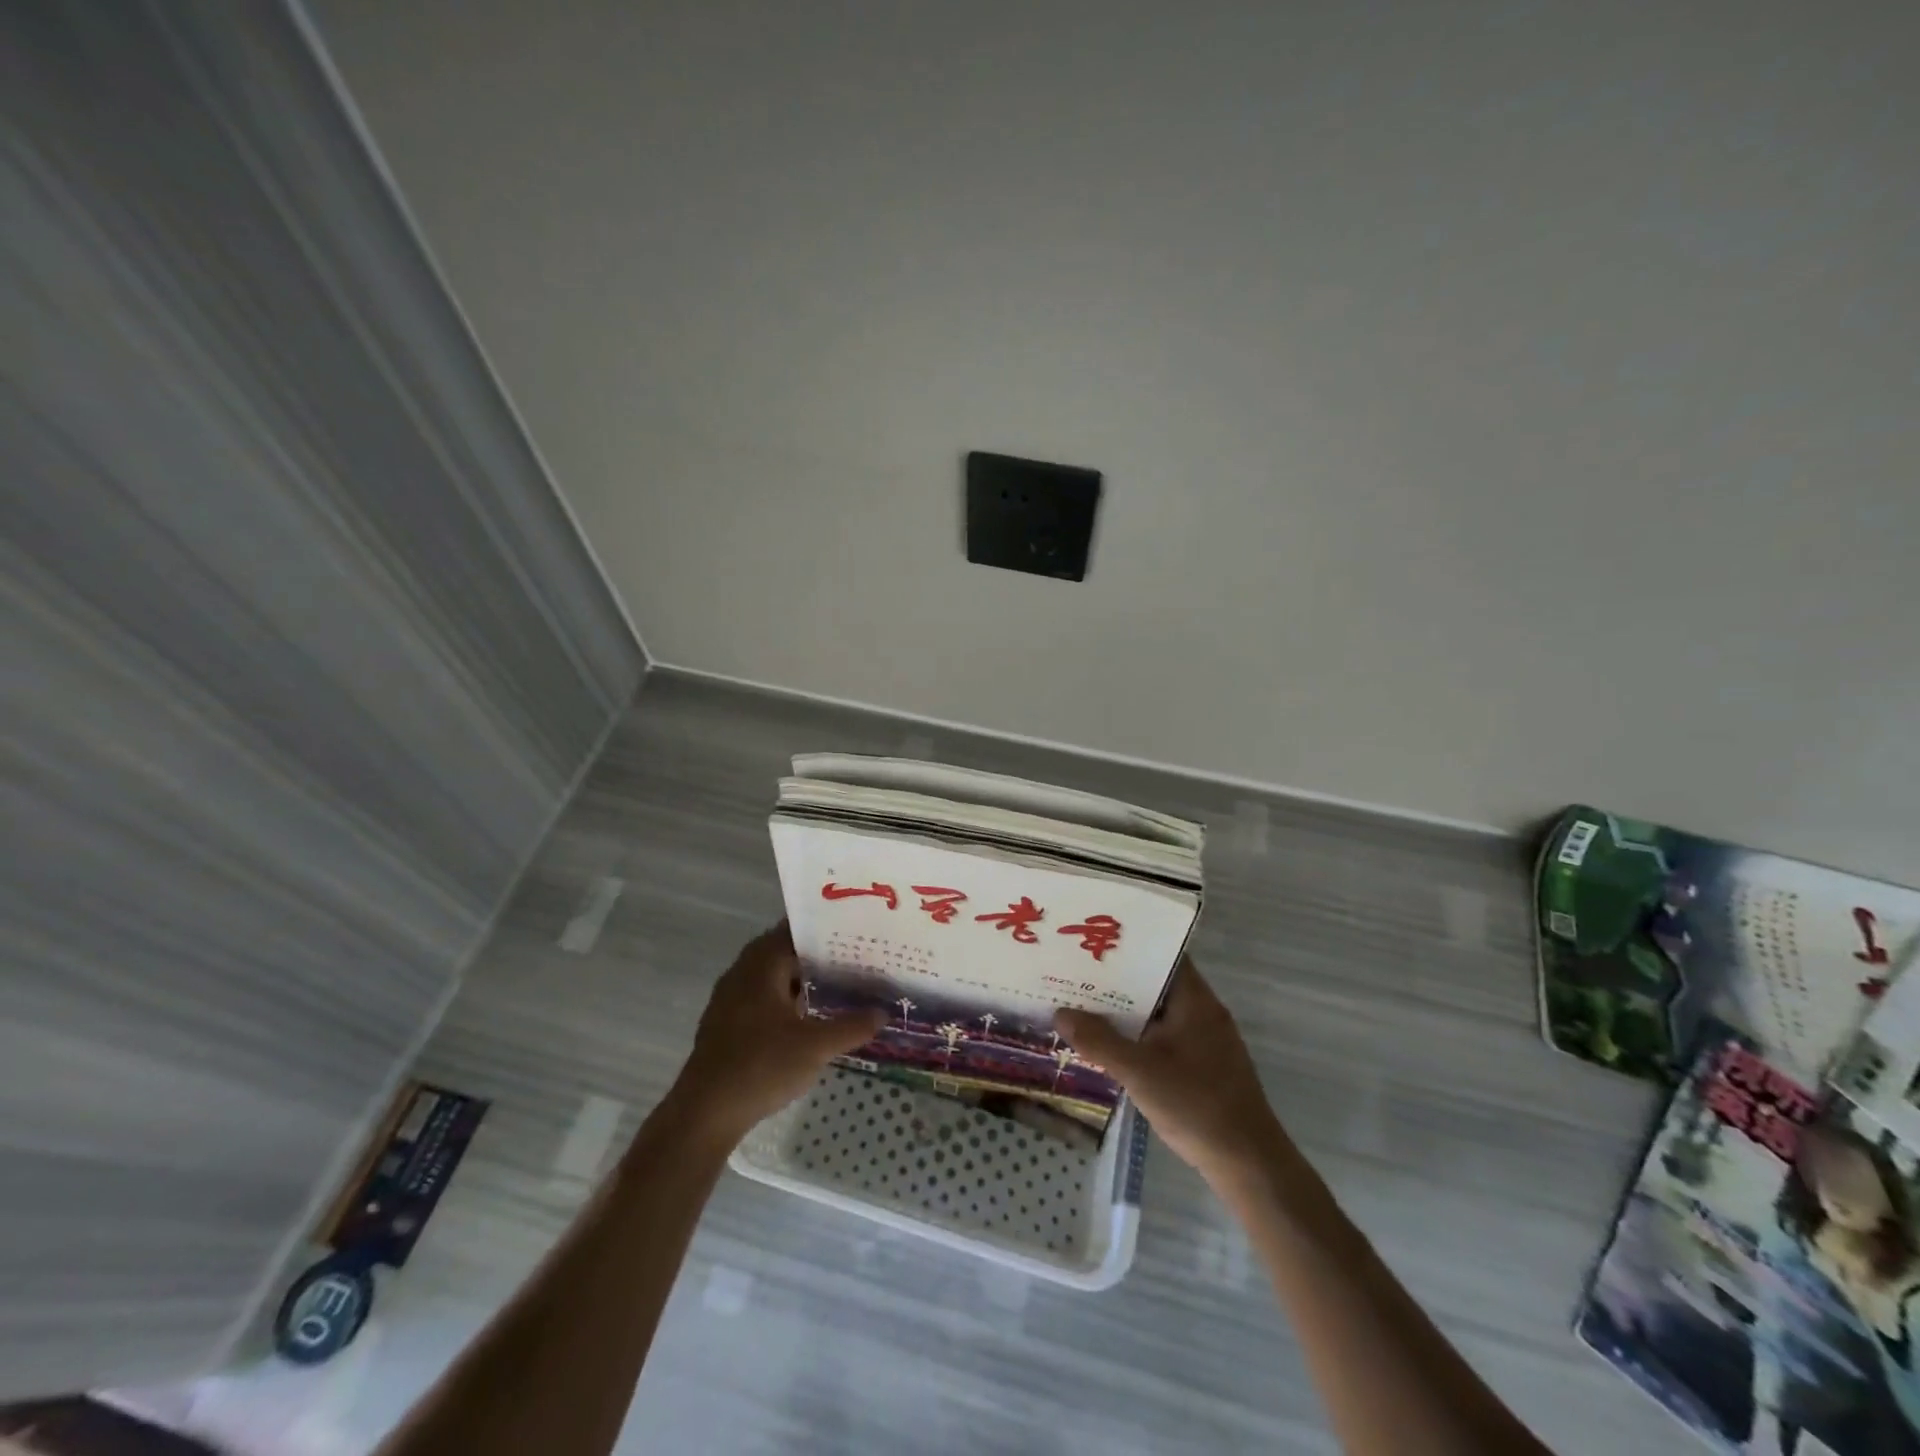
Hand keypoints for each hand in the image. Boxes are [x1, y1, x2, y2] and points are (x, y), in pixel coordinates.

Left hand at [669, 923, 885, 1143]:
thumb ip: (852, 1026)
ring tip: (835, 983)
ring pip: (770, 974)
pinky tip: (804, 1016)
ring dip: (798, 976)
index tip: (852, 931)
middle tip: (851, 956)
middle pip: (782, 950)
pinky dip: (782, 996)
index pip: (794, 930)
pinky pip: (759, 995)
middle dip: (814, 953)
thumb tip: (883, 1012)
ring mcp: (729, 998)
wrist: (705, 1113)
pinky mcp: (724, 1022)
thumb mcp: (816, 1047)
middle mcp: (742, 972)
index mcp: (762, 965)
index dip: (823, 929)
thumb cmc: (761, 1067)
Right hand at [1056, 958, 1286, 1188]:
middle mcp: (1203, 1012)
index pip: (1162, 954)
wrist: (1249, 1164)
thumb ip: (1099, 1041)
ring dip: (1126, 1011)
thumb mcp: (1140, 1072)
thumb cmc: (1197, 1105)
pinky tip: (1111, 1045)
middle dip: (1118, 980)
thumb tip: (1060, 1013)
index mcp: (1195, 1000)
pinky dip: (1139, 1036)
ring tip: (1083, 1005)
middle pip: (1156, 983)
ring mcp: (1206, 1040)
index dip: (1129, 945)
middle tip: (1076, 973)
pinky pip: (1165, 1037)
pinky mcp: (1204, 1066)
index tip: (1094, 942)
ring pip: (1159, 1013)